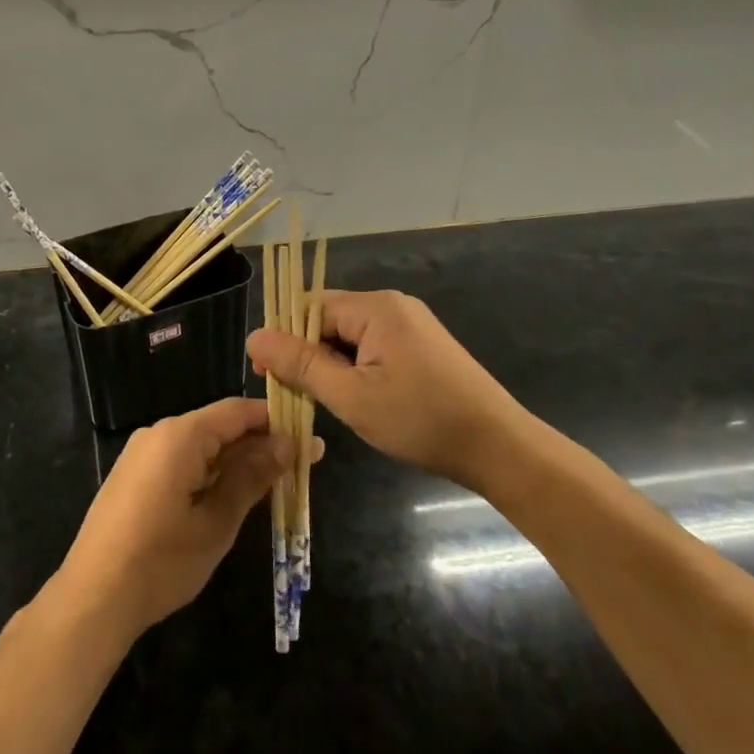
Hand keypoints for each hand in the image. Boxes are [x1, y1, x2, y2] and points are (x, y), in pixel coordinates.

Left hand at [51, 397, 297, 643]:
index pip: (237, 411)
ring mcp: (142, 454)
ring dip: (236, 461)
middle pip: (219, 426)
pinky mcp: (134, 476)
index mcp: (180, 435)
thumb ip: (252, 477)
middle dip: (259, 444)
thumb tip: (287, 443)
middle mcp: (159, 433)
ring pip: (201, 445)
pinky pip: (181, 460)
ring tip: (273, 485)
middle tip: (300, 468)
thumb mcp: (217, 522)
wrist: (93, 598)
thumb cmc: (162, 560)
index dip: (275, 421)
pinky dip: (210, 472)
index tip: (309, 440)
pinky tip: (231, 496)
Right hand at [248, 289, 524, 489]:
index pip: (309, 309)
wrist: (499, 447)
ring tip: (327, 403)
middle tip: (297, 396)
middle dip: (308, 355)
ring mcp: (411, 325)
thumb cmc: (421, 420)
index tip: (269, 377)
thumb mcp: (351, 396)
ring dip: (332, 365)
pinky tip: (358, 399)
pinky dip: (356, 369)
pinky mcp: (422, 346)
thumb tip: (254, 337)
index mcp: (375, 308)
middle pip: (329, 319)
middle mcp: (392, 306)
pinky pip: (373, 346)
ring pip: (350, 336)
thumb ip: (301, 364)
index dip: (284, 340)